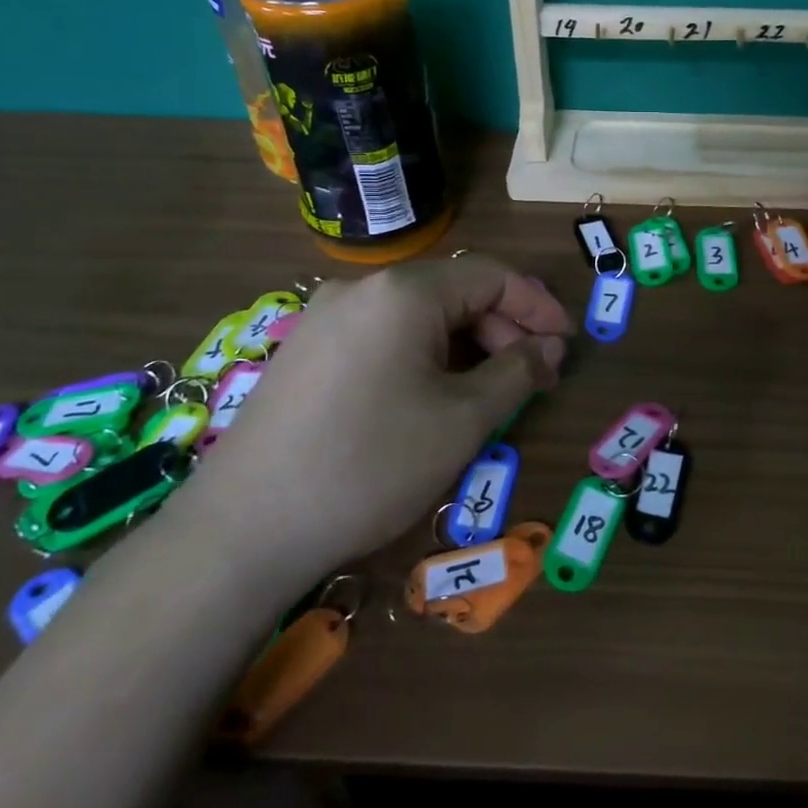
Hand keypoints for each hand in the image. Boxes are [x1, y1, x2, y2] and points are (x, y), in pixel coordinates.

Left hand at [166, 256, 572, 590]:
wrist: (242, 531)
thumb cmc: (370, 465)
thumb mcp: (462, 420)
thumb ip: (517, 373)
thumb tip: (549, 348)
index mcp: (403, 292)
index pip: (491, 276)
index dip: (537, 307)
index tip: (565, 346)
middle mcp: (360, 289)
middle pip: (453, 292)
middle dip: (501, 330)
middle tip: (531, 378)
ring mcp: (324, 318)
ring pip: (417, 316)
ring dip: (463, 345)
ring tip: (486, 393)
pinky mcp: (304, 352)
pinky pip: (382, 336)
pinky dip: (422, 356)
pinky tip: (430, 398)